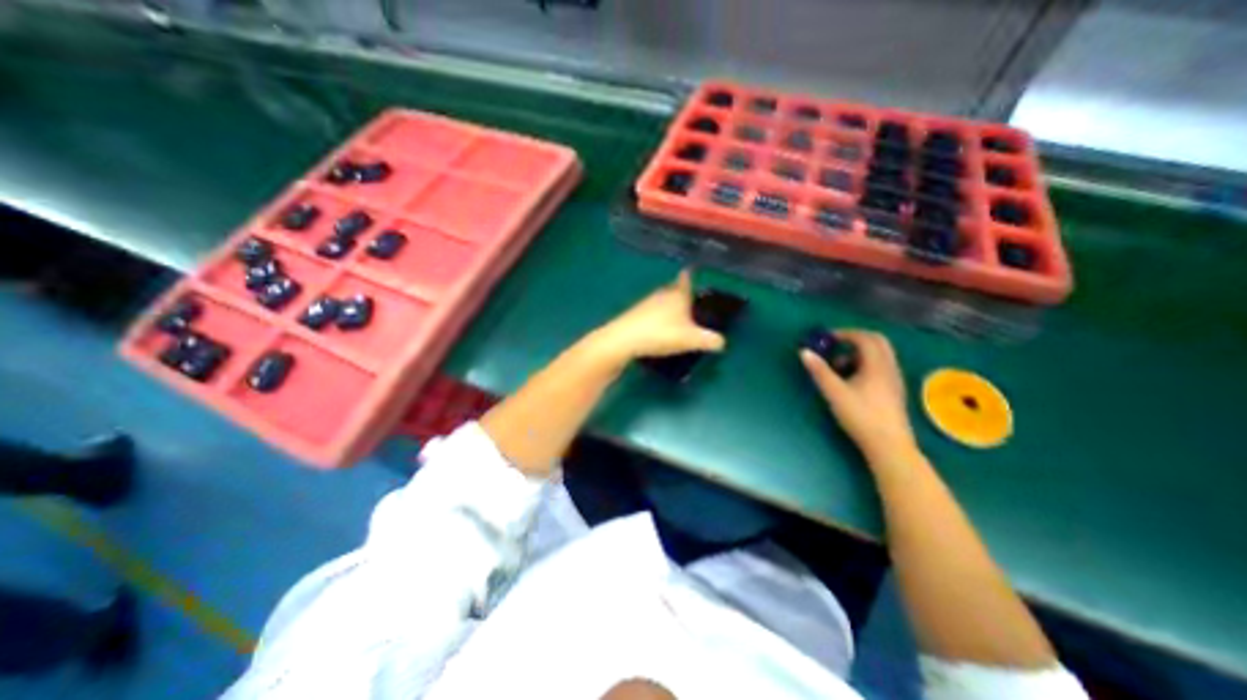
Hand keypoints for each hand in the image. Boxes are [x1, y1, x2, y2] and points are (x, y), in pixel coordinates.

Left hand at [591, 269, 726, 362]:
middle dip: (681, 294)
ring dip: (668, 307)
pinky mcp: (634, 315)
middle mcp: (662, 294)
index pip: (686, 279)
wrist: (624, 339)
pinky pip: (651, 313)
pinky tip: (658, 329)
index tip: (691, 269)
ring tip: (676, 318)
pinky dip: (657, 317)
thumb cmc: (661, 333)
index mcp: (678, 295)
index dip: (690, 275)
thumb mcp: (691, 339)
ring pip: (661, 301)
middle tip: (690, 302)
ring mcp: (646, 304)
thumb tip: (722, 342)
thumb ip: (709, 340)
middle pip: (674, 290)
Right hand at [798, 328, 913, 462]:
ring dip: (858, 354)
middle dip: (854, 340)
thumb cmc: (861, 416)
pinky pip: (880, 367)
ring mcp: (894, 380)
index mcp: (877, 365)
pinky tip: (851, 381)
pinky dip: (865, 365)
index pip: (865, 338)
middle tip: (835, 346)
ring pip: (879, 355)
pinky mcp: (893, 391)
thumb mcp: (834, 392)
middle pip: (877, 342)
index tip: (827, 338)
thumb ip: (819, 371)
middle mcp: (889, 368)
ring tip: (838, 367)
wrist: (889, 446)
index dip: (845, 333)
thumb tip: (804, 352)